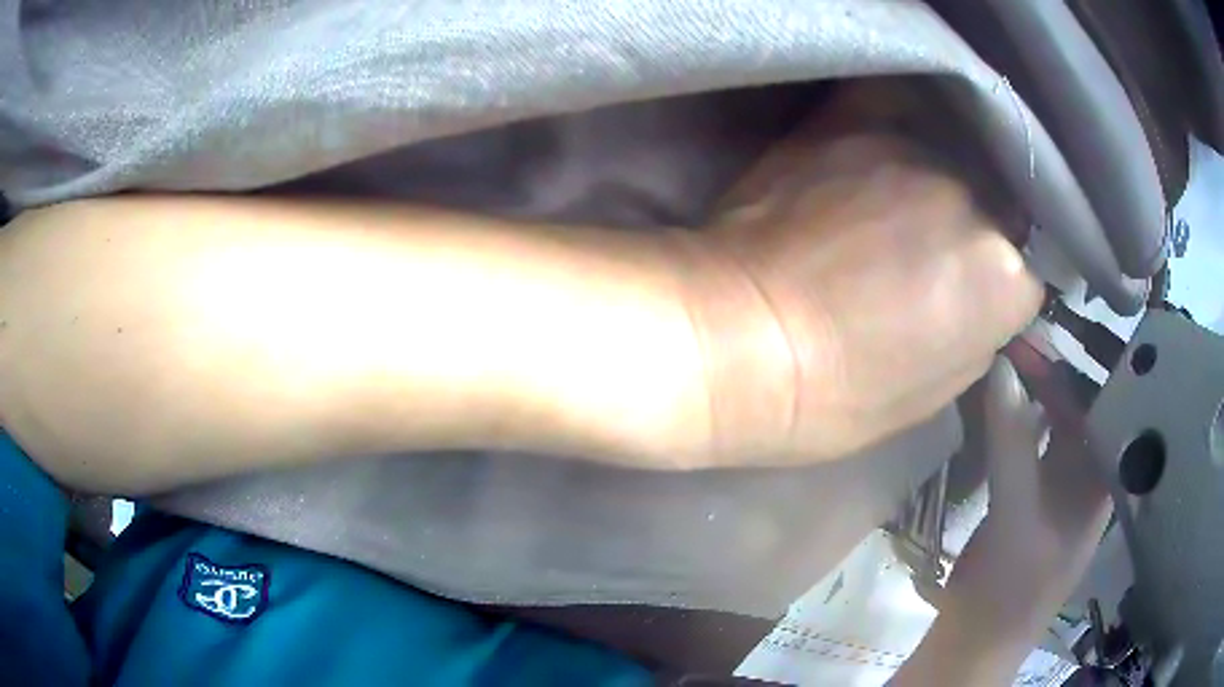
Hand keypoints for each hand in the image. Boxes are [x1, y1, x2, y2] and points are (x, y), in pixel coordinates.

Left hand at [675, 132, 1043, 466]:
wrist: (741, 338)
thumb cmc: (835, 396)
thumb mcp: (932, 394)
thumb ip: (976, 335)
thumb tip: (980, 298)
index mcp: (1005, 282)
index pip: (1025, 272)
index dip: (993, 286)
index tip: (960, 295)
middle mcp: (976, 202)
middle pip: (990, 206)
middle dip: (969, 231)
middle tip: (920, 253)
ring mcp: (917, 152)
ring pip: (947, 159)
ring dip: (931, 182)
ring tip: (889, 204)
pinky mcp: (854, 122)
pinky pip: (892, 105)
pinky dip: (893, 123)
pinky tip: (872, 148)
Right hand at [891, 357, 1111, 685]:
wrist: (976, 638)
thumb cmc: (1012, 586)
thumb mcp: (1016, 515)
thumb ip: (1013, 442)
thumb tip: (1001, 365)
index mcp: (1104, 476)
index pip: (1108, 403)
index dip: (1087, 362)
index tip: (1056, 325)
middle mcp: (1089, 472)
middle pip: (1082, 404)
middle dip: (1058, 366)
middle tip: (1023, 330)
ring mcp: (1059, 482)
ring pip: (1055, 420)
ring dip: (1036, 388)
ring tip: (1011, 350)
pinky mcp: (1031, 492)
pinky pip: (1031, 440)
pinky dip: (1018, 414)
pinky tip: (1000, 395)